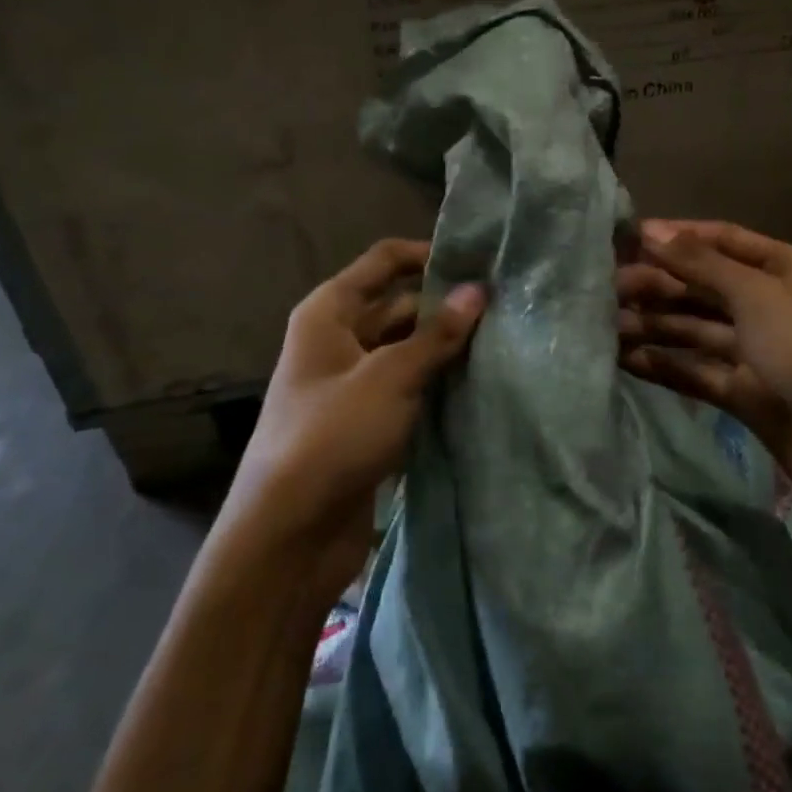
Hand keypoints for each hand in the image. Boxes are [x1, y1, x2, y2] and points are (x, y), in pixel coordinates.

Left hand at [227, 239, 485, 604]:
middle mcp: (337, 340)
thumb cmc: (332, 436)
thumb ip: (437, 334)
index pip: (384, 262)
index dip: (427, 255)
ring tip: (502, 341)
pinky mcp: (365, 422)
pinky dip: (435, 384)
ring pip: (406, 350)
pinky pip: (406, 388)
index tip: (478, 262)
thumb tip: (478, 290)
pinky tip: (478, 384)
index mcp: (329, 313)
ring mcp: (351, 383)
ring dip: (444, 348)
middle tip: (503, 307)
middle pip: (398, 306)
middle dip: (445, 306)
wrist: (288, 536)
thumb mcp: (390, 377)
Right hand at [617, 219, 791, 514]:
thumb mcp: (758, 294)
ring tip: (604, 322)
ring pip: (697, 331)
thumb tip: (650, 230)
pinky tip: (625, 358)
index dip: (677, 237)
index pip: (723, 241)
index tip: (627, 238)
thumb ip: (701, 264)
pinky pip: (698, 372)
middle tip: (606, 286)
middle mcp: (772, 306)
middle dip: (658, 284)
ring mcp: (759, 354)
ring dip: (655, 325)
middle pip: (705, 287)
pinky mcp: (747, 397)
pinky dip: (665, 364)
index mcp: (787, 269)